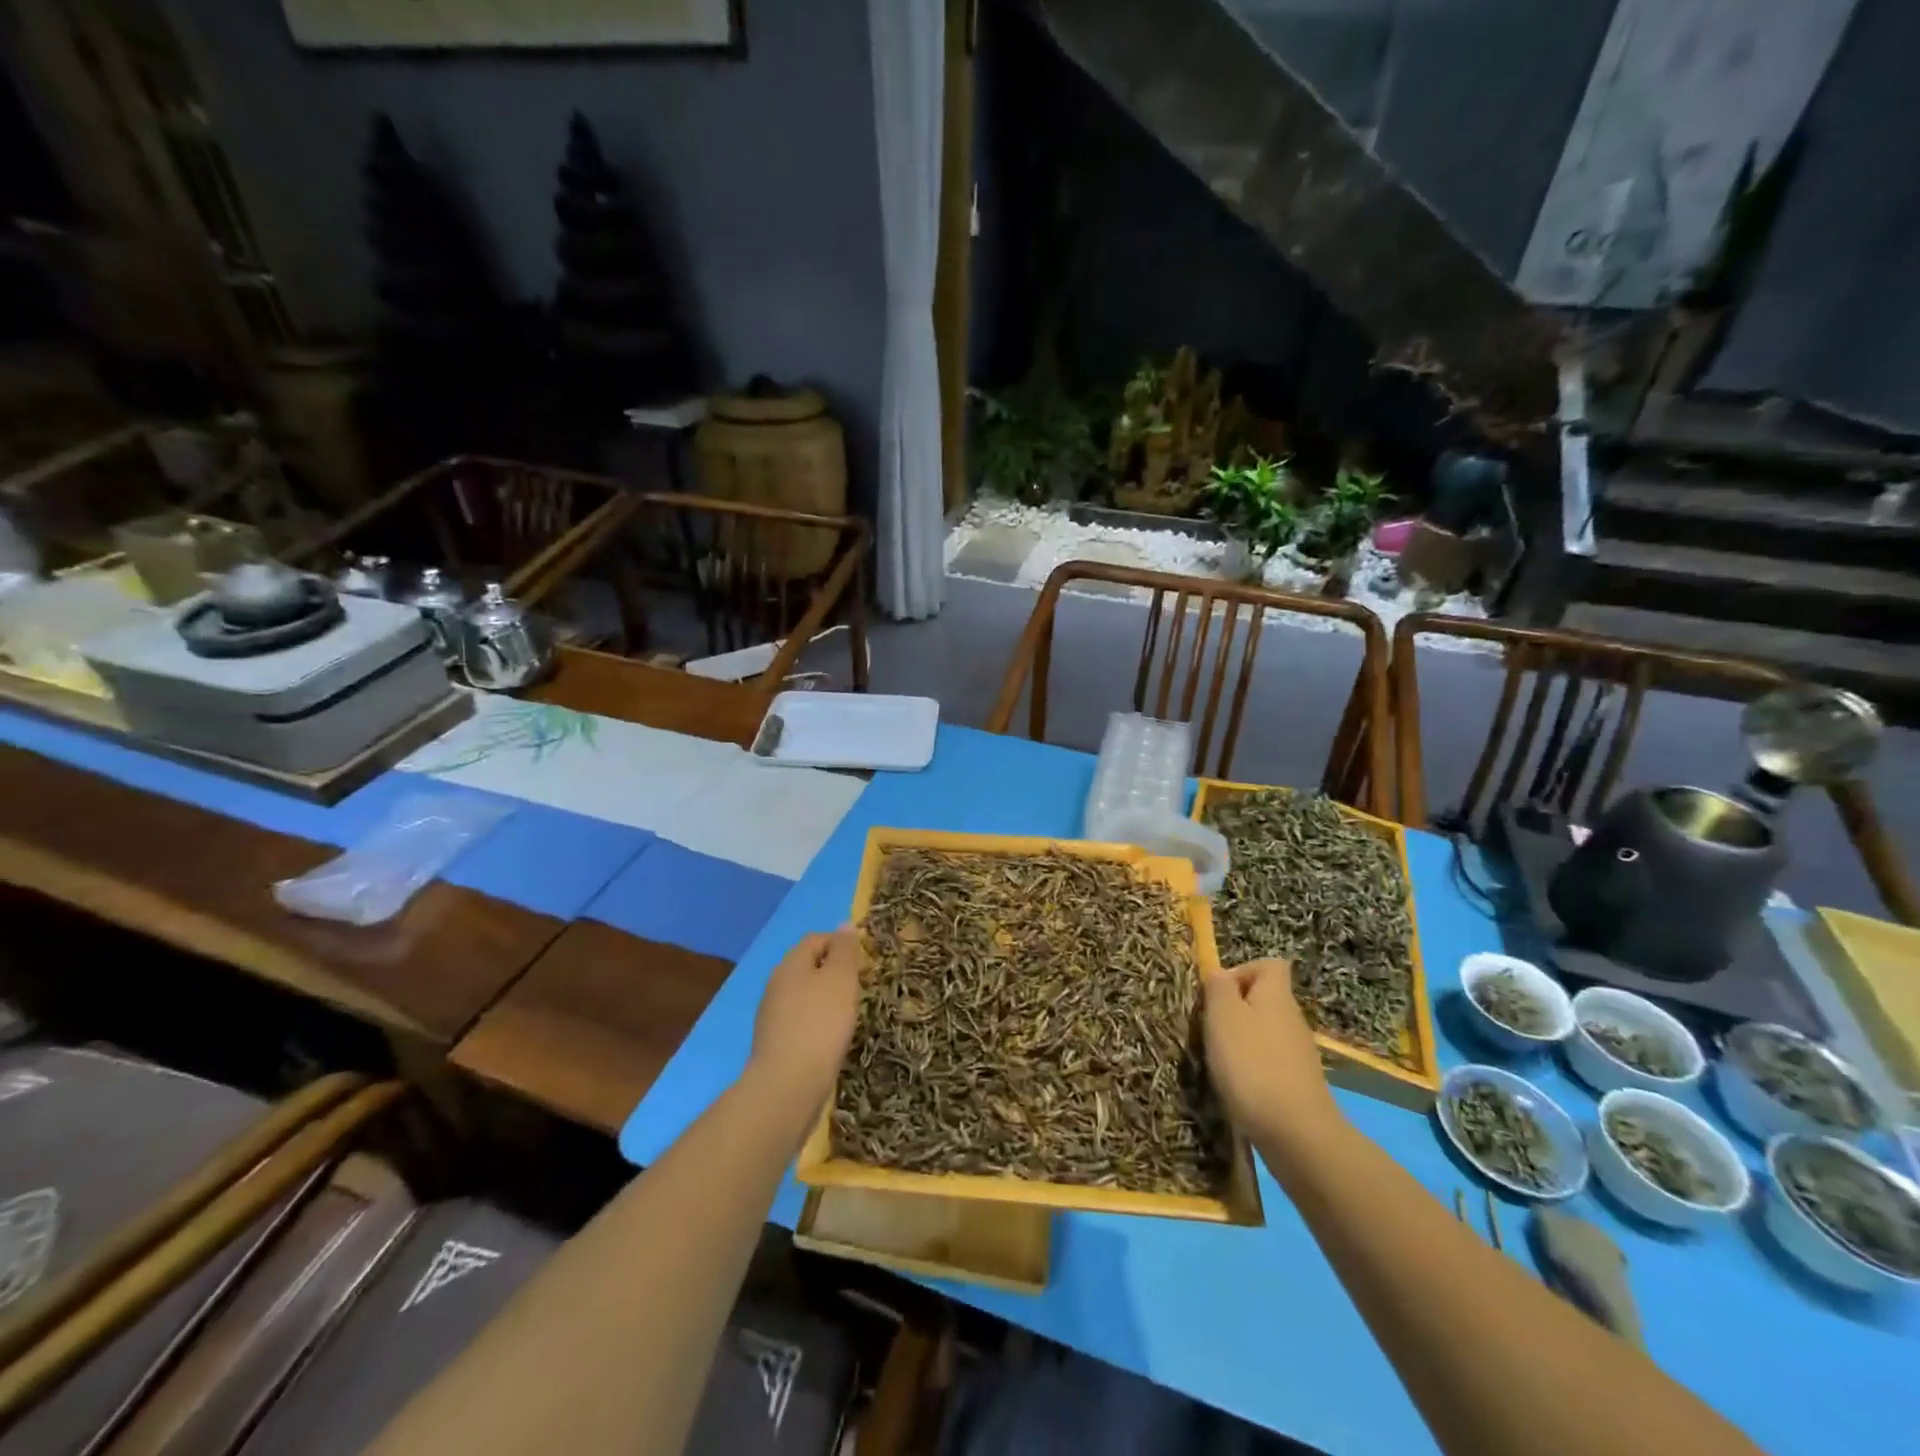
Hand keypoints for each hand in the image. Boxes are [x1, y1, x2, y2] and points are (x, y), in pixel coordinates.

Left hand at [746, 925, 864, 1110]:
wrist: (788, 1085)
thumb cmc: (821, 1023)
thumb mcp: (841, 979)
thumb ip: (844, 950)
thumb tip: (844, 924)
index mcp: (791, 964)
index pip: (816, 939)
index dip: (841, 943)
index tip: (865, 960)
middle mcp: (777, 984)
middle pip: (808, 966)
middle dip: (834, 971)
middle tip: (861, 986)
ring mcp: (773, 1015)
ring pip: (804, 994)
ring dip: (826, 998)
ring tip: (850, 1013)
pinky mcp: (776, 1043)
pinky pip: (801, 1021)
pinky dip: (818, 1022)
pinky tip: (832, 1038)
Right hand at [1203, 958, 1342, 1158]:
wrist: (1297, 1135)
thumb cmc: (1252, 1063)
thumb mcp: (1222, 1015)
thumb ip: (1218, 987)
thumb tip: (1220, 975)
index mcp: (1277, 995)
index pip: (1269, 964)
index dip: (1241, 971)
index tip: (1218, 994)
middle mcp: (1292, 1019)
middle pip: (1264, 999)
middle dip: (1234, 1011)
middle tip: (1210, 1030)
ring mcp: (1299, 1054)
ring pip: (1264, 1033)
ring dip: (1240, 1042)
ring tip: (1219, 1062)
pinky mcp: (1298, 1085)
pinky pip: (1270, 1063)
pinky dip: (1252, 1070)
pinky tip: (1238, 1089)